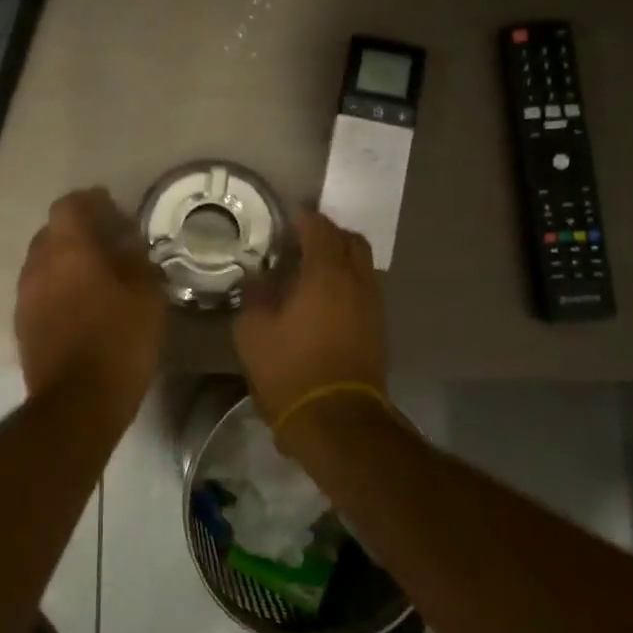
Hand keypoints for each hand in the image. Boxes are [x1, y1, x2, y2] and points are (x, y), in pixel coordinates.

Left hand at [16, 188, 165, 408]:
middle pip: (53, 232)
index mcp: (68, 249)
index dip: (91, 202)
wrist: (77, 403)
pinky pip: (40, 290)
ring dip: (68, 260)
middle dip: (80, 231)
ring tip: (98, 275)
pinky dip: (59, 287)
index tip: (113, 209)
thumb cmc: (119, 342)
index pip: (69, 205)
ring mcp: (25, 296)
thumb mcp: (146, 296)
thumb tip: (128, 243)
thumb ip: (137, 260)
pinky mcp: (22, 324)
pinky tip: (83, 304)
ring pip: (44, 262)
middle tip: (110, 243)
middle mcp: (38, 265)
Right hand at [235, 209, 387, 422]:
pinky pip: (364, 289)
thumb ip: (255, 297)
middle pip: (352, 241)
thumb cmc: (290, 370)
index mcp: (326, 274)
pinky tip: (325, 297)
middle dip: (329, 233)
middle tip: (303, 238)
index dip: (305, 217)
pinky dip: (347, 282)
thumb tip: (257, 280)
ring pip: (363, 265)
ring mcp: (372, 306)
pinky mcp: (378, 329)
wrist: (336, 419)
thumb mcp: (254, 332)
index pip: (320, 230)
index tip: (289, 213)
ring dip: (341, 258)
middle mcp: (357, 282)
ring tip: (313, 268)